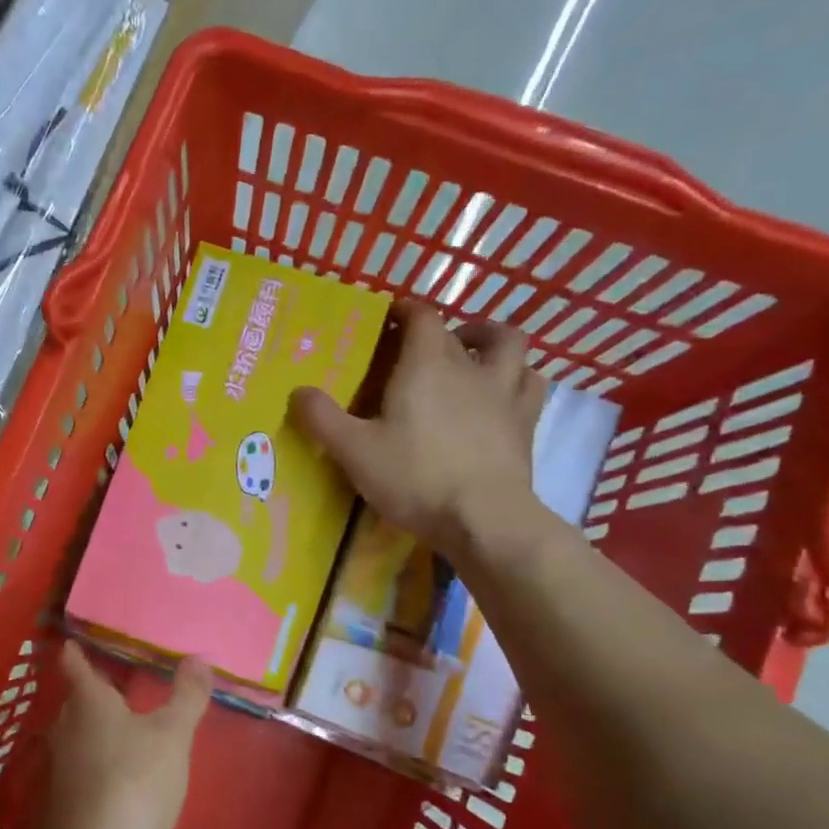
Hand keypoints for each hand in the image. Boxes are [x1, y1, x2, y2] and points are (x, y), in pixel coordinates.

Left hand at [42, 643, 212, 828]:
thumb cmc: (133, 782)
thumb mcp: (172, 736)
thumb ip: (186, 696)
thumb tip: (198, 656)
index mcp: (88, 701)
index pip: (75, 664)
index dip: (76, 651)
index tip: (76, 640)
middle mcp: (64, 726)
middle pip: (77, 700)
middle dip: (95, 692)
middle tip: (121, 683)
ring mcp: (57, 765)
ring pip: (77, 733)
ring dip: (96, 727)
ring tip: (124, 725)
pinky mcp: (59, 799)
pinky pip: (78, 765)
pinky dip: (95, 759)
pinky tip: (116, 772)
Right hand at [290, 305, 545, 552]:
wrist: (484, 518)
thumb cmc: (414, 478)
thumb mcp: (354, 451)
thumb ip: (323, 419)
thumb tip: (298, 391)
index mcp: (426, 365)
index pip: (422, 317)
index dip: (406, 310)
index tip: (390, 315)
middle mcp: (470, 367)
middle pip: (458, 332)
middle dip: (436, 331)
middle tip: (416, 348)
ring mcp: (504, 392)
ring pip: (508, 345)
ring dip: (490, 340)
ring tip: (472, 353)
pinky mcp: (526, 422)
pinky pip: (530, 381)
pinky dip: (517, 376)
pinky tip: (503, 390)